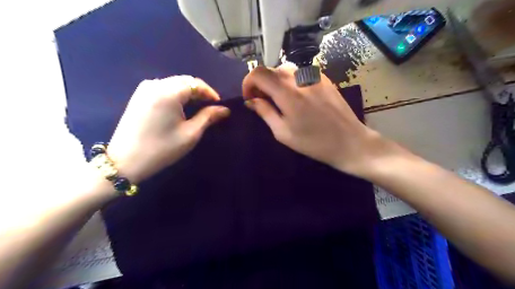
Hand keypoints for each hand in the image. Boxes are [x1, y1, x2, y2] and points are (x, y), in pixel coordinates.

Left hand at [107, 74, 228, 182]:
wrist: (125, 162)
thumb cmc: (162, 149)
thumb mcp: (190, 134)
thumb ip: (208, 117)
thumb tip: (225, 109)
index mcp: (168, 92)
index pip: (195, 83)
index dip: (210, 92)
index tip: (220, 105)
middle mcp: (155, 84)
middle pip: (184, 81)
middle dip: (200, 92)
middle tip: (210, 107)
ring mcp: (144, 89)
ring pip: (174, 83)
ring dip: (188, 92)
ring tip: (198, 107)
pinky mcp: (138, 96)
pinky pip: (163, 88)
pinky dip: (176, 94)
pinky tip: (181, 107)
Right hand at [243, 65, 401, 177]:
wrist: (349, 142)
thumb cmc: (313, 142)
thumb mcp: (283, 132)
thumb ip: (265, 112)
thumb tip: (251, 101)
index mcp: (286, 92)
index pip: (258, 73)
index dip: (248, 83)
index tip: (249, 98)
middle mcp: (299, 77)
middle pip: (271, 69)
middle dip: (261, 83)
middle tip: (262, 101)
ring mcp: (314, 76)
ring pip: (285, 69)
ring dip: (275, 81)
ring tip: (279, 99)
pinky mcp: (324, 79)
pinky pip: (300, 73)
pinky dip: (291, 81)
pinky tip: (297, 97)